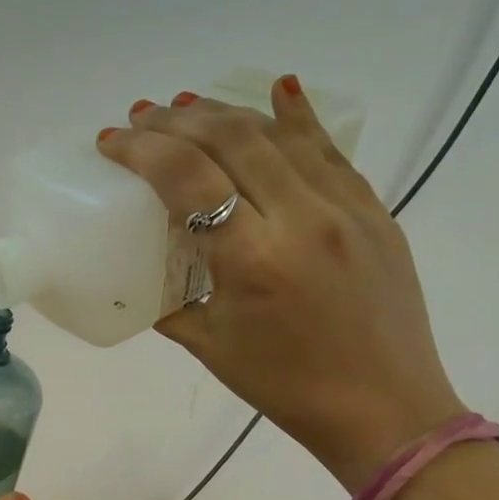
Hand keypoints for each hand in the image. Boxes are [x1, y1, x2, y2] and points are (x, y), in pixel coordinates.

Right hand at [98, 77, 464, 490]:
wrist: (385, 410)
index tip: (112, 140)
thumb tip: (145, 271)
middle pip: (231, 139)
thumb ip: (169, 299)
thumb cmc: (285, 386)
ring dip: (226, 111)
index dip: (143, 149)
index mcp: (251, 259)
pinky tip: (279, 89)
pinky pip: (329, 150)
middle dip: (177, 119)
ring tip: (188, 105)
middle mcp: (300, 218)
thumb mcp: (208, 346)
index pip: (187, 176)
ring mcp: (344, 208)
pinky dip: (297, 116)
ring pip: (279, 134)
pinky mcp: (373, 210)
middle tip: (143, 116)